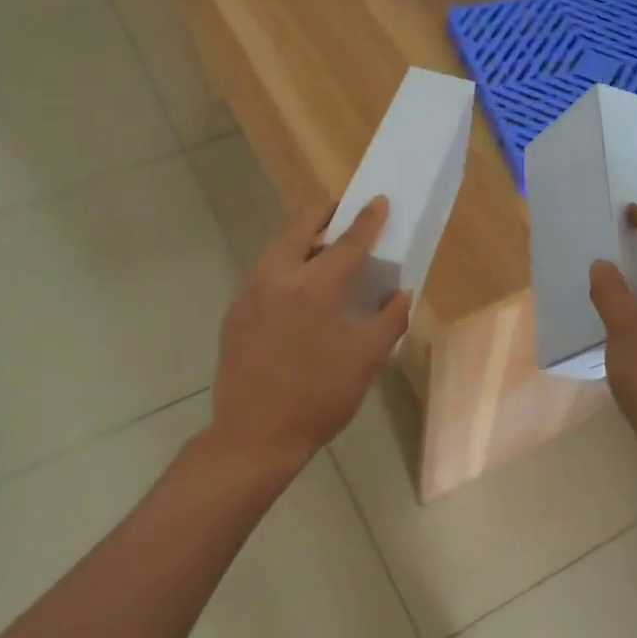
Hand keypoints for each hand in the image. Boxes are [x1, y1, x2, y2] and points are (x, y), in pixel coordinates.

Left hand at [208, 197, 410, 479]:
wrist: (254, 436)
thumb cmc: (318, 397)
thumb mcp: (366, 360)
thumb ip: (389, 320)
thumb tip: (401, 293)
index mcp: (313, 287)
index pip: (346, 242)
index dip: (367, 221)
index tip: (379, 201)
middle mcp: (276, 277)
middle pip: (301, 227)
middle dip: (326, 215)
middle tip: (346, 215)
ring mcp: (249, 292)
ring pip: (278, 248)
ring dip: (303, 239)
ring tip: (325, 250)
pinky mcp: (235, 311)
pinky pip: (264, 272)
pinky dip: (286, 265)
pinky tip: (299, 289)